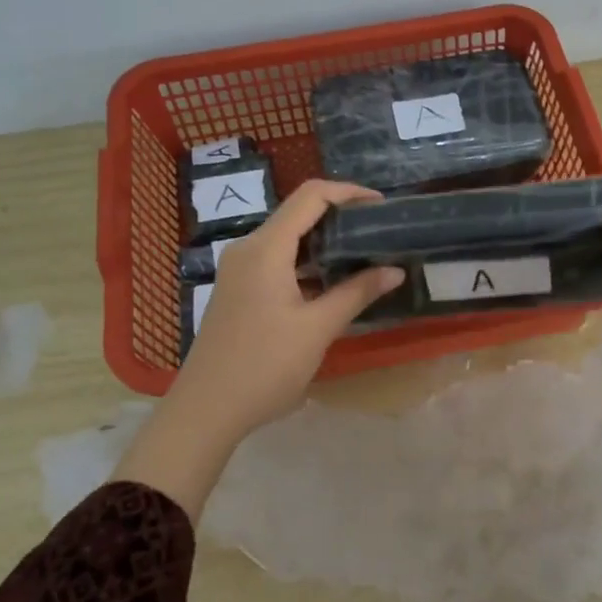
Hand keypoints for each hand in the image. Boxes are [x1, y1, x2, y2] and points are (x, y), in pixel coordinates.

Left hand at [180, 180, 404, 434]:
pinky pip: (276, 260)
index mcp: (266, 248)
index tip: (382, 206)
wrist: (207, 408)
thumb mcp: (318, 329)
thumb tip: (395, 270)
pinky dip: (306, 262)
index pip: (311, 196)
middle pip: (298, 213)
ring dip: (323, 242)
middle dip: (339, 217)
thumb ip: (357, 293)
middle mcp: (248, 249)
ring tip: (363, 255)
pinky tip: (331, 282)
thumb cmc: (265, 365)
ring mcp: (239, 269)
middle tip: (378, 233)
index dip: (349, 192)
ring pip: (287, 238)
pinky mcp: (238, 290)